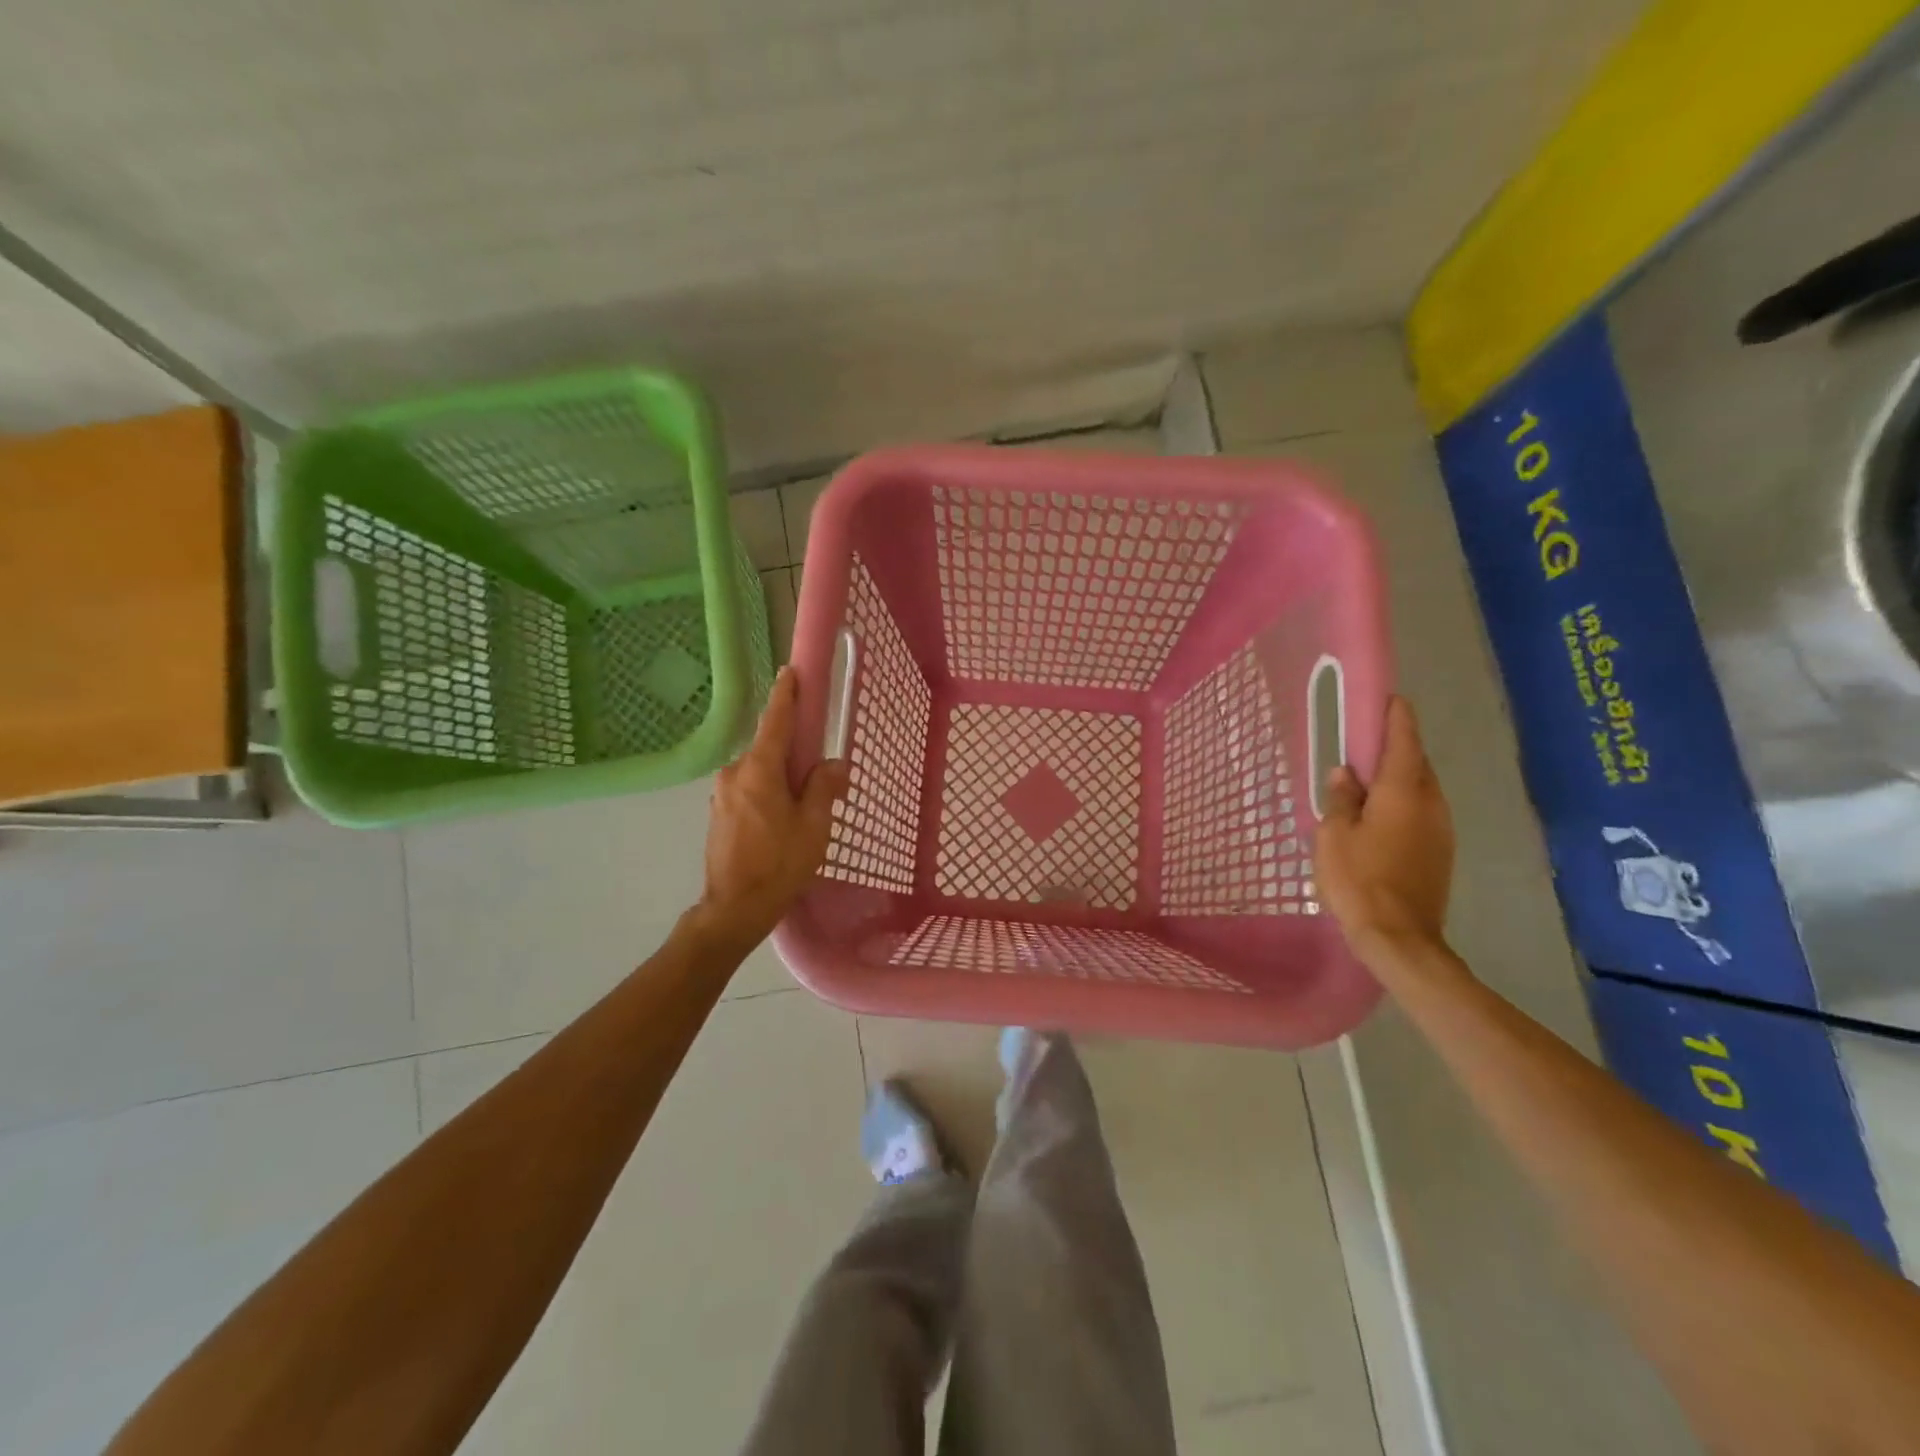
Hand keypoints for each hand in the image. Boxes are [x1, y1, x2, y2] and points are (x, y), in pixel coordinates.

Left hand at [696, 667, 849, 949]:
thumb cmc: (780, 864)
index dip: (786, 695)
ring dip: (782, 777)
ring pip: (760, 771)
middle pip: (770, 748)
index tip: (790, 671)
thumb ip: (824, 787)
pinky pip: (750, 788)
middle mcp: (735, 773)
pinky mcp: (718, 812)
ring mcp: (722, 793)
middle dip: (795, 752)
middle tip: (820, 772)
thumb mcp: (814, 825)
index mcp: (759, 770)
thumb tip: (834, 765)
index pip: (775, 721)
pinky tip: (783, 819)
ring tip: (804, 807)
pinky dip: (769, 791)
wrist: (735, 908)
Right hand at [1314, 696, 1454, 962]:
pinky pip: (1422, 813)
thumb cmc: (1359, 878)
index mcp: (1403, 791)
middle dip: (1397, 748)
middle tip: (1368, 741)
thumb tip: (1345, 774)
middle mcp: (1430, 803)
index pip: (1404, 741)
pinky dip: (1404, 803)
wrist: (1399, 937)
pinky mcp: (1441, 852)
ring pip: (1422, 790)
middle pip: (1417, 764)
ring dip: (1400, 778)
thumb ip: (1340, 799)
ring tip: (1369, 780)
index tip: (1390, 698)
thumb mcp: (1334, 835)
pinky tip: (1380, 816)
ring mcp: (1441, 829)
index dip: (1397, 717)